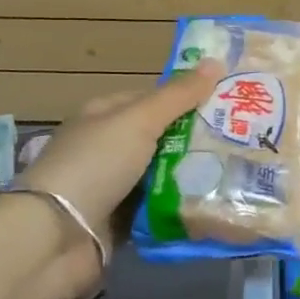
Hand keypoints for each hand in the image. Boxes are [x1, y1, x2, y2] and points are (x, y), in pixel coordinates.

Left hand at [14, 64, 220, 290]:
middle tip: (243, 142)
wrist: (56, 237)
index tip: (230, 104)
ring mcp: (112, 187)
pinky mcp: (119, 222)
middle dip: (197, 141)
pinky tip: (214, 207)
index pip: (153, 99)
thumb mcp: (139, 120)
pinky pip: (158, 210)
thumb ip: (178, 95)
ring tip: (239, 175)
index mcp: (104, 115)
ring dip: (192, 177)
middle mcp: (107, 147)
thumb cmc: (96, 164)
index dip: (188, 98)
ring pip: (162, 176)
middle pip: (161, 138)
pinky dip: (179, 209)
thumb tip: (216, 61)